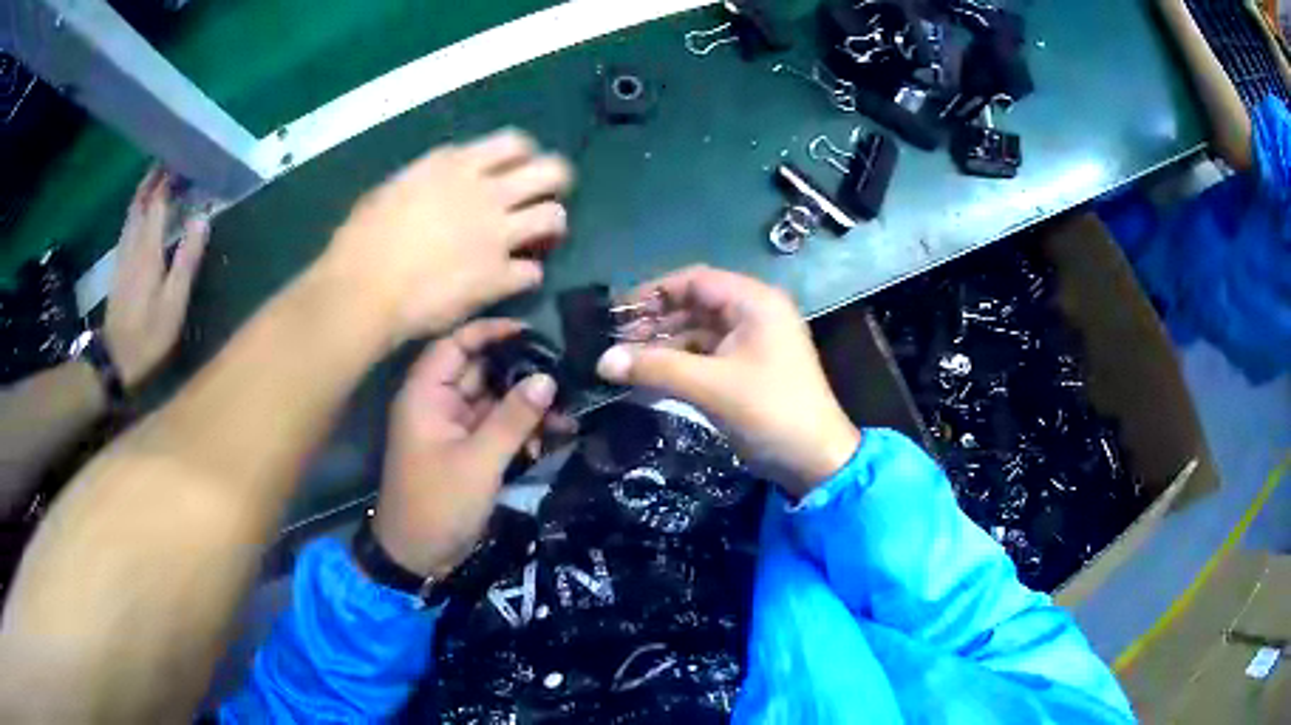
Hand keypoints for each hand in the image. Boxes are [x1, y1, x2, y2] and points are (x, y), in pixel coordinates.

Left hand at [105, 168, 208, 389]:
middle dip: (154, 177)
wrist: (115, 362)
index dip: (169, 177)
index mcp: (148, 248)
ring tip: (158, 177)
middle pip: (140, 199)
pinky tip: (143, 211)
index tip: (184, 158)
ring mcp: (123, 254)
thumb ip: (187, 259)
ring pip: (132, 211)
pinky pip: (128, 225)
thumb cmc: (148, 336)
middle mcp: (132, 243)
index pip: (157, 200)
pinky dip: (137, 209)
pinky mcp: (119, 267)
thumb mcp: (173, 303)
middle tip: (170, 159)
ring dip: (144, 190)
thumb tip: (202, 217)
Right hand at [322, 129, 572, 344]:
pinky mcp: (498, 276)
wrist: (363, 290)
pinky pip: (534, 272)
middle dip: (556, 183)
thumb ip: (430, 180)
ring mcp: (496, 234)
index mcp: (456, 164)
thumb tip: (446, 185)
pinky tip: (512, 280)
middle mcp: (486, 192)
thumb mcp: (394, 189)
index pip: (516, 143)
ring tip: (535, 241)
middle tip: (542, 200)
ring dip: (550, 229)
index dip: (525, 157)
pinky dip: (527, 276)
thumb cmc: (362, 239)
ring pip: (555, 218)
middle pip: (552, 171)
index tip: (518, 171)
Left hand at [372, 320, 560, 577]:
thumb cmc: (438, 503)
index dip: (489, 333)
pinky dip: (522, 431)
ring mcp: (453, 429)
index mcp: (426, 396)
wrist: (418, 557)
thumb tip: (548, 378)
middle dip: (520, 374)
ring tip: (566, 414)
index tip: (531, 333)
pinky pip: (498, 429)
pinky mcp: (468, 452)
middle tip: (564, 374)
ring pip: (494, 402)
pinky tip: (553, 437)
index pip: (455, 345)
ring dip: (527, 407)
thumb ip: (513, 418)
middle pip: (481, 373)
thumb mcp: (478, 461)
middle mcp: (438, 404)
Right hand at [595, 266, 859, 497]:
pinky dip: (679, 364)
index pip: (695, 281)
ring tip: (624, 363)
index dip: (653, 292)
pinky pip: (706, 356)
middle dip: (654, 322)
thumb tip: (602, 361)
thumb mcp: (710, 386)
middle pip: (694, 305)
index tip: (615, 311)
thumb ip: (655, 368)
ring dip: (663, 345)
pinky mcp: (748, 369)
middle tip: (613, 342)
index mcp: (754, 302)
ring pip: (698, 333)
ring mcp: (752, 342)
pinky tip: (649, 378)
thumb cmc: (769, 412)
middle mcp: (754, 314)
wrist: (815, 461)